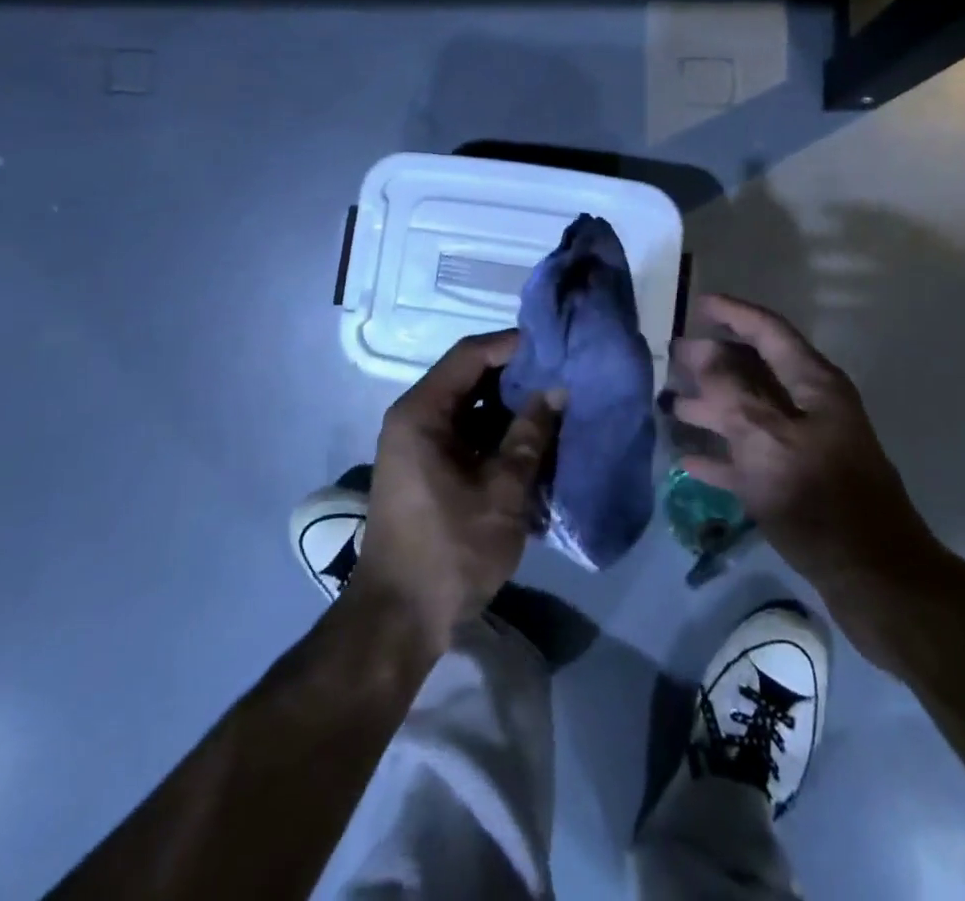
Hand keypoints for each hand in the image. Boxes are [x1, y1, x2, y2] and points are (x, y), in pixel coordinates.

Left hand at [352, 331, 563, 652]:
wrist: (400, 619)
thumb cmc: (450, 550)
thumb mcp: (501, 492)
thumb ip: (530, 436)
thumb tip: (557, 389)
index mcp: (422, 412)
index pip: (471, 354)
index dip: (514, 345)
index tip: (556, 347)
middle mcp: (415, 418)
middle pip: (471, 379)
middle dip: (518, 378)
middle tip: (565, 377)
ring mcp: (420, 445)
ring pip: (473, 409)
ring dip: (512, 410)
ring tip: (558, 408)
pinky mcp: (429, 469)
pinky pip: (468, 436)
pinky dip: (499, 436)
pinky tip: (536, 445)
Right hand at [670, 295, 946, 647]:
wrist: (874, 579)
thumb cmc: (819, 498)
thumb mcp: (768, 437)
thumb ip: (731, 390)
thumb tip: (702, 351)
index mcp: (812, 384)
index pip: (768, 331)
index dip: (733, 313)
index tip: (698, 304)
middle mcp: (809, 407)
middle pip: (755, 371)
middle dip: (713, 362)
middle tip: (671, 358)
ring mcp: (804, 446)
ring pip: (749, 413)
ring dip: (711, 407)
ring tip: (669, 405)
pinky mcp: (797, 483)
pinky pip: (750, 456)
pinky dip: (721, 454)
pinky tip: (688, 459)